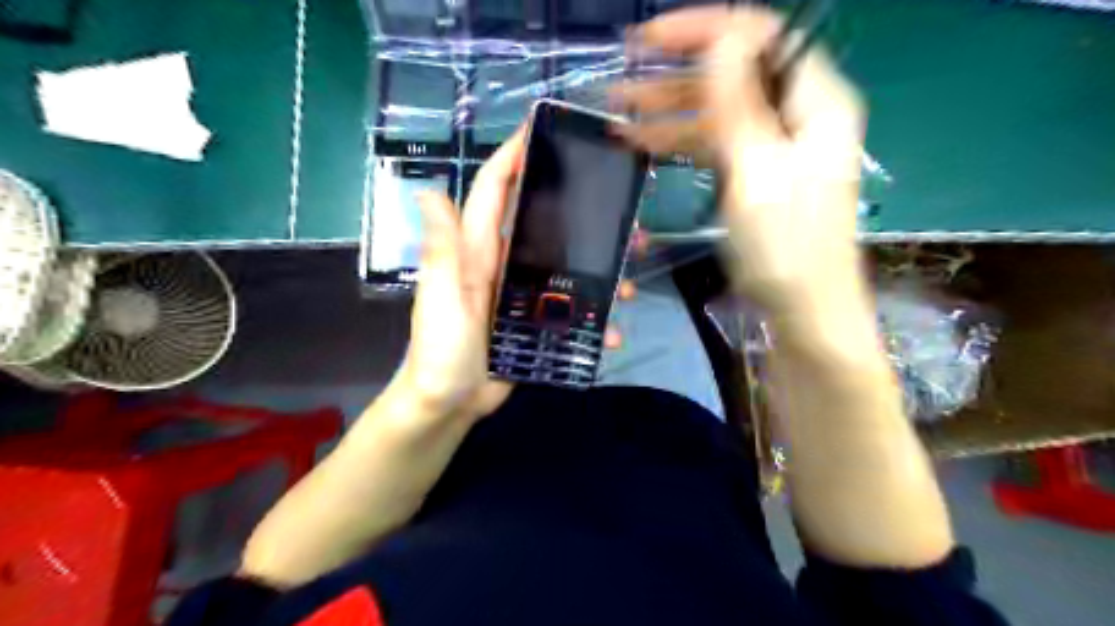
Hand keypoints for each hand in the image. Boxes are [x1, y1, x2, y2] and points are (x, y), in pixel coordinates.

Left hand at [394, 130, 636, 419]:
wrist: (449, 402)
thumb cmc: (441, 349)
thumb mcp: (441, 296)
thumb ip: (443, 248)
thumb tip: (430, 189)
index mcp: (477, 251)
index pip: (494, 191)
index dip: (513, 157)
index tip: (541, 130)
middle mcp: (502, 264)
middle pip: (543, 225)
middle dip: (581, 214)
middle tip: (623, 218)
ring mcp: (520, 294)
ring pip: (566, 268)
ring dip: (599, 272)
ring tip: (630, 281)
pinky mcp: (534, 322)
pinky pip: (568, 311)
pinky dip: (592, 319)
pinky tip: (612, 331)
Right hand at [613, 6, 864, 314]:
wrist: (802, 310)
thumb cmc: (786, 247)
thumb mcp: (759, 172)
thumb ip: (738, 104)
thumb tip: (721, 38)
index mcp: (813, 100)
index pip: (758, 36)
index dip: (702, 30)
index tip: (647, 42)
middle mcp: (794, 112)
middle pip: (731, 72)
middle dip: (673, 72)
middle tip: (618, 79)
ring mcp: (771, 144)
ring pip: (715, 109)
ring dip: (666, 109)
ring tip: (615, 112)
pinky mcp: (753, 173)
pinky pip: (712, 143)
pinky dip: (677, 141)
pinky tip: (639, 143)